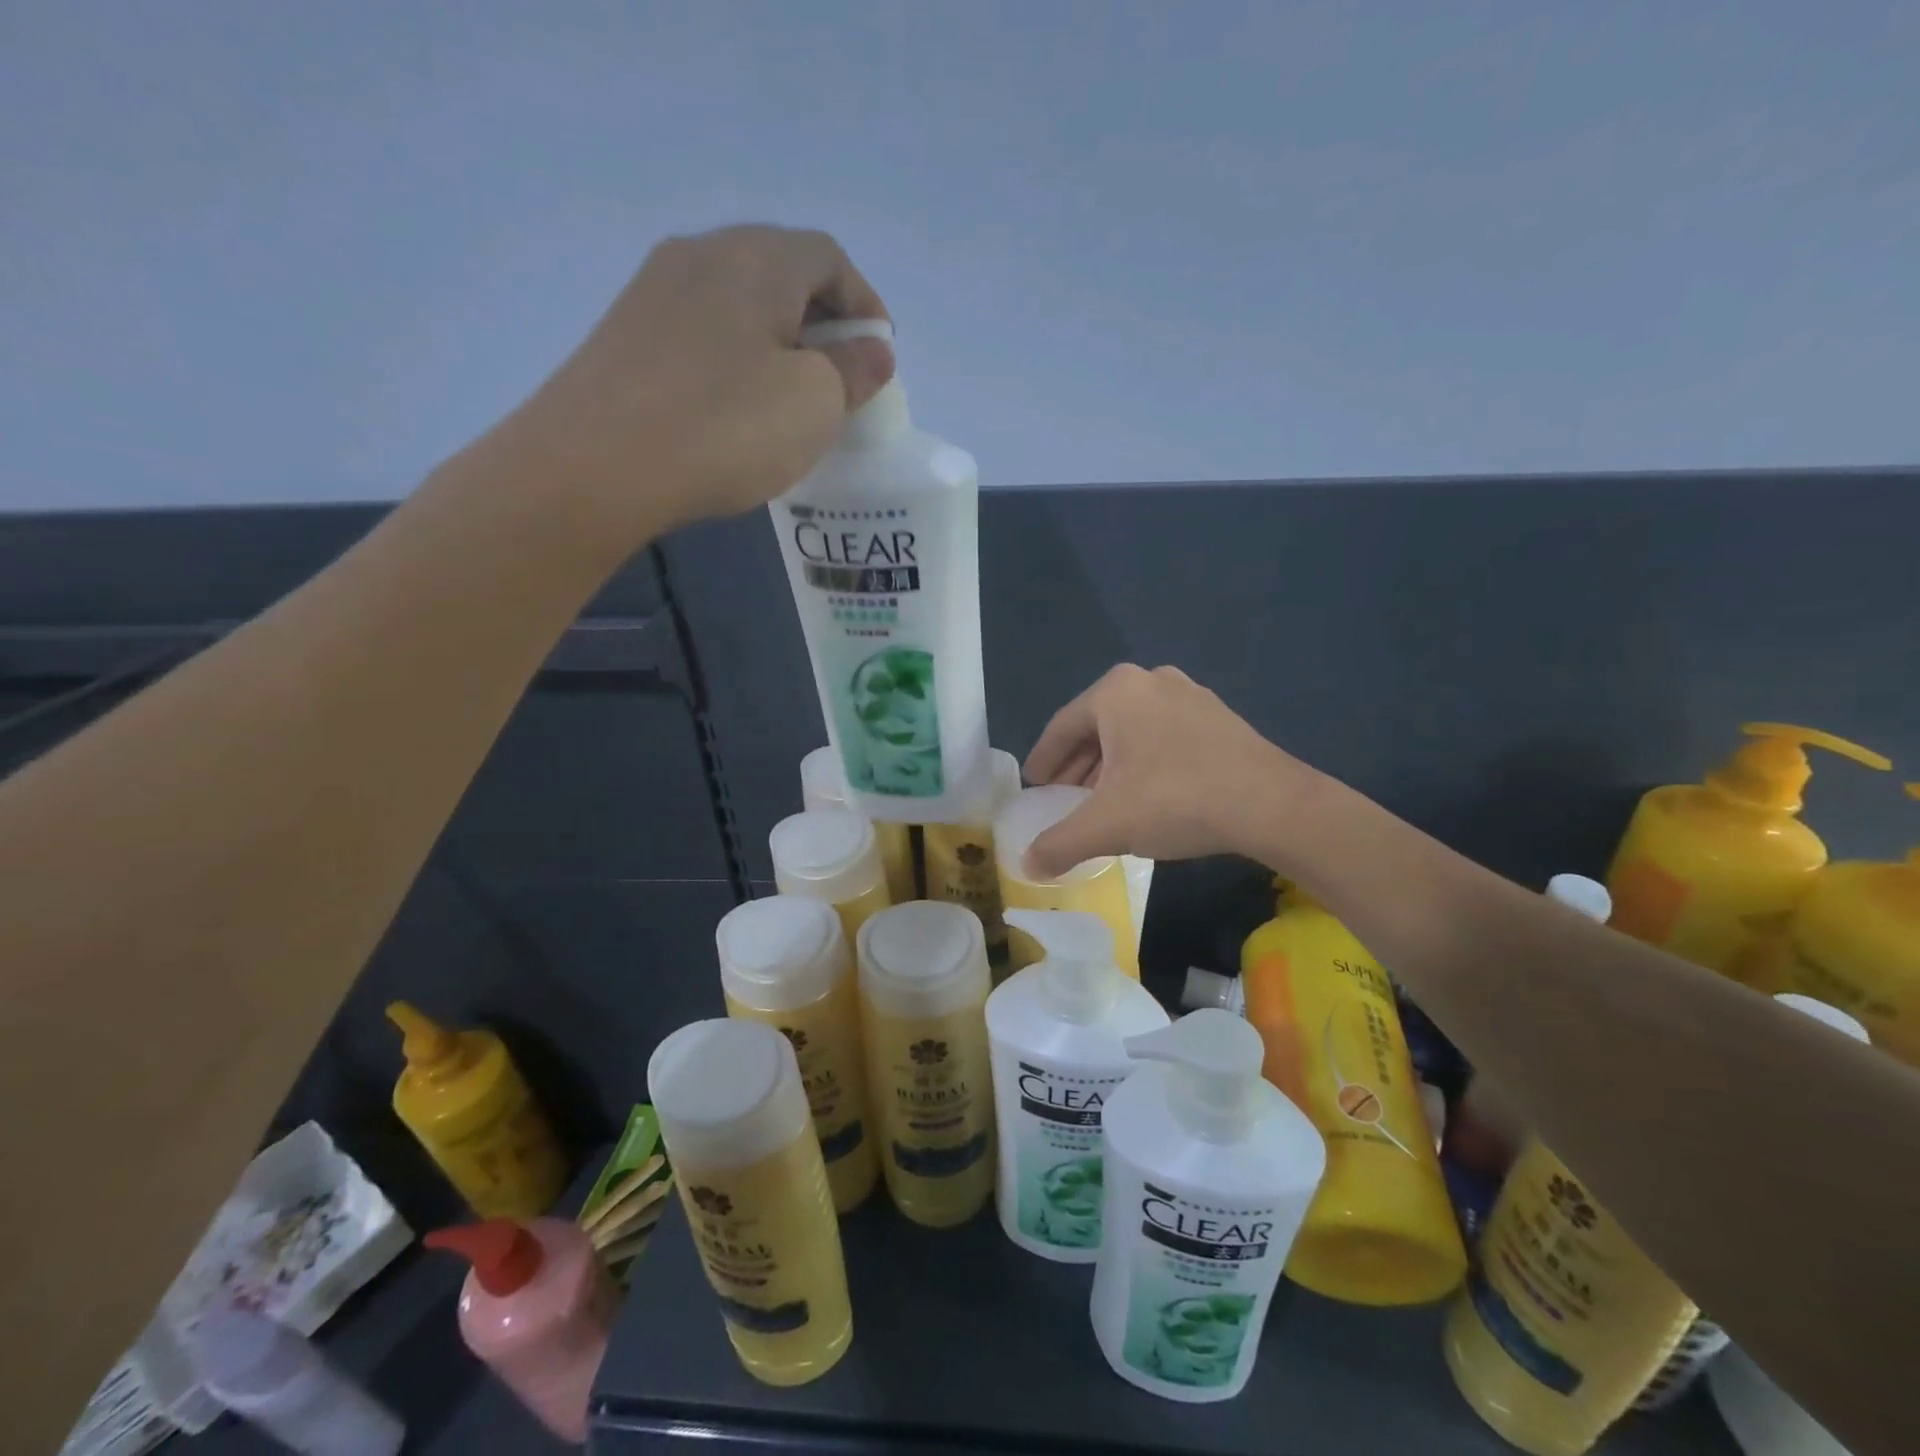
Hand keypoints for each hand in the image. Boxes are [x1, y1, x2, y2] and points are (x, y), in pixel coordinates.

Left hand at [495, 224, 893, 545]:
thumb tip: (872, 350)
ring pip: (738, 304)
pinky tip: (737, 409)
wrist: (594, 466)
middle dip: (822, 323)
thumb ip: (854, 371)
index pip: (829, 257)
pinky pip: (702, 333)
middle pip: (781, 272)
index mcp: (757, 258)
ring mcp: (654, 292)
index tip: (879, 357)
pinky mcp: (626, 334)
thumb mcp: (815, 403)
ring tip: (793, 400)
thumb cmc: (725, 428)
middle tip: (842, 381)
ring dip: (777, 343)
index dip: (865, 304)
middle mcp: (701, 255)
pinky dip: (736, 360)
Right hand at [1022, 664, 1318, 876]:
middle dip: (1077, 766)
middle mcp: (1150, 681)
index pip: (1061, 728)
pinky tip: (1147, 795)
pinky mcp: (1218, 717)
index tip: (1034, 787)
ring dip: (1110, 766)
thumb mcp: (1106, 826)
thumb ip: (1058, 844)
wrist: (1272, 805)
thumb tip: (1027, 865)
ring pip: (1132, 732)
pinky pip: (1163, 736)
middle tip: (1064, 798)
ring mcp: (1189, 695)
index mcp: (1116, 691)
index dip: (1043, 762)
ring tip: (1102, 801)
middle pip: (1097, 727)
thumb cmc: (1174, 800)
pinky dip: (1144, 762)